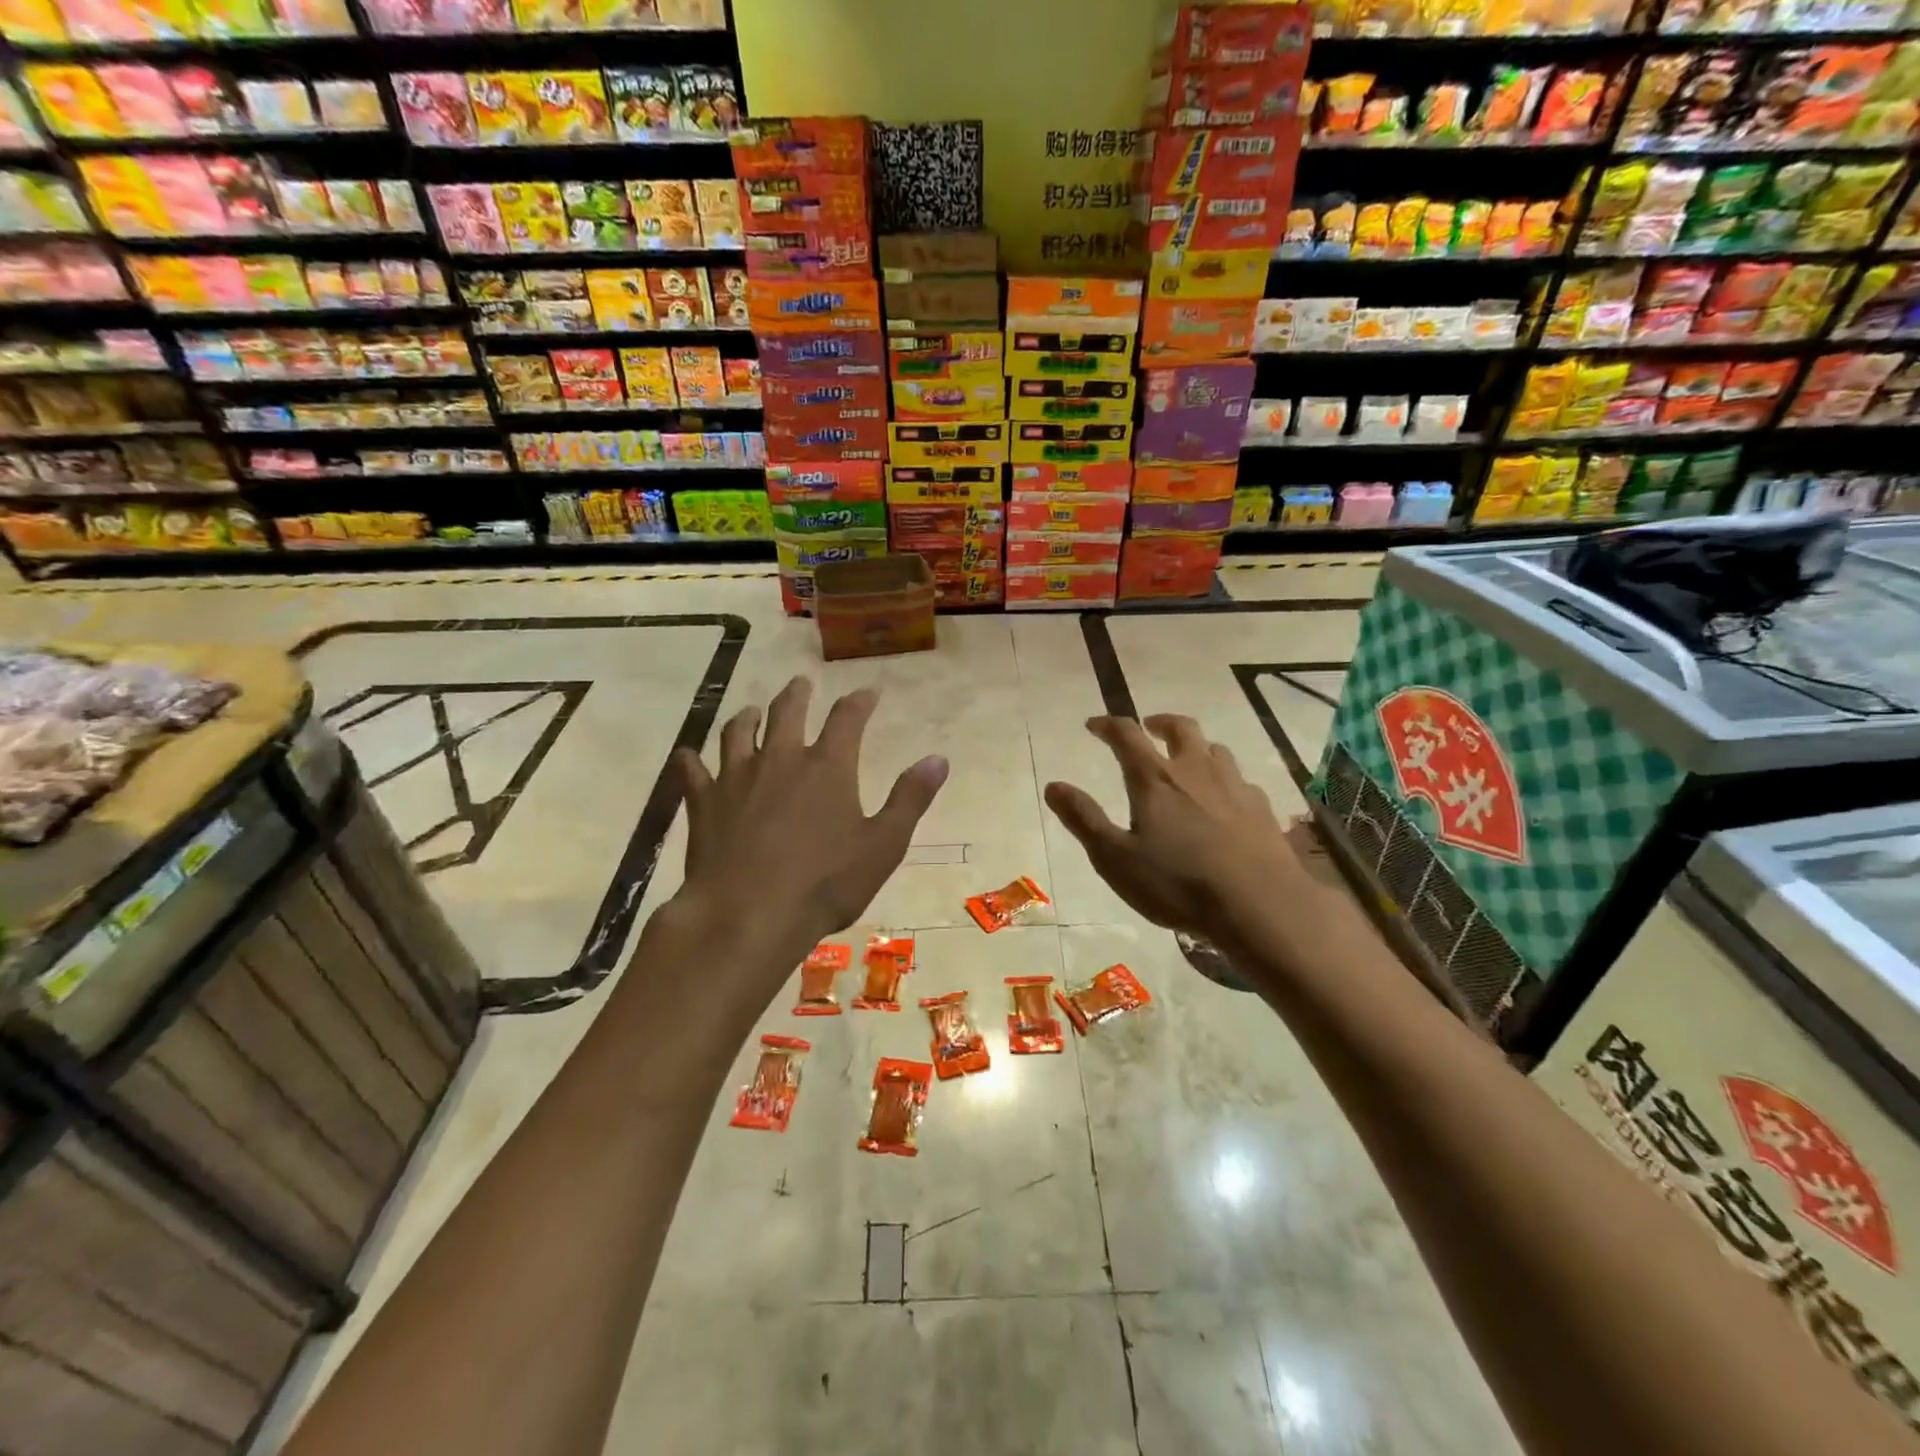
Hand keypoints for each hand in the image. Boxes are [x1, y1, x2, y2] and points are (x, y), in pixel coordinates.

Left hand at [670, 677, 947, 981]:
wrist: (748, 915)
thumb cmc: (825, 883)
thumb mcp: (883, 845)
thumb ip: (910, 799)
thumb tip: (938, 759)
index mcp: (827, 766)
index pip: (847, 718)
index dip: (859, 701)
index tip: (868, 692)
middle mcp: (780, 759)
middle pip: (787, 712)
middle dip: (797, 695)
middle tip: (800, 684)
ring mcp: (736, 778)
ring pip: (737, 732)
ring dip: (746, 717)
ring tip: (751, 710)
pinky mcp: (703, 803)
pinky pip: (692, 771)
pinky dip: (691, 760)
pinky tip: (689, 757)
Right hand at [1044, 714, 1299, 944]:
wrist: (1260, 906)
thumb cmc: (1178, 883)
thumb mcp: (1115, 858)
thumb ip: (1084, 819)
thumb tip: (1053, 785)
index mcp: (1155, 779)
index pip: (1127, 735)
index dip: (1108, 725)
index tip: (1095, 725)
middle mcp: (1196, 771)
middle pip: (1181, 728)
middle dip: (1159, 722)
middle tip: (1148, 728)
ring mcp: (1234, 786)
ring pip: (1215, 749)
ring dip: (1196, 746)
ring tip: (1187, 760)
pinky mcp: (1262, 808)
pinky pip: (1240, 780)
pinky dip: (1224, 779)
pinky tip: (1224, 800)